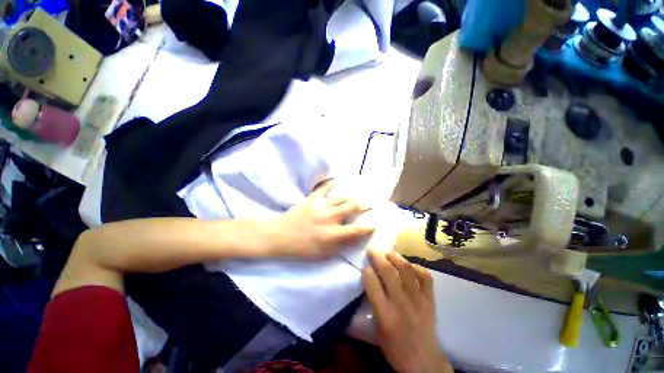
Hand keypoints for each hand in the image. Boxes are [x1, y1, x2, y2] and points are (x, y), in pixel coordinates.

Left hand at [264, 180, 374, 259]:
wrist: (279, 236)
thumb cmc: (301, 249)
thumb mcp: (322, 254)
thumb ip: (340, 246)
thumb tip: (355, 239)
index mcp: (332, 235)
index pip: (357, 230)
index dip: (369, 226)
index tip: (376, 222)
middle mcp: (330, 218)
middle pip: (353, 207)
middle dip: (365, 204)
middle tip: (373, 201)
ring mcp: (321, 206)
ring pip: (342, 196)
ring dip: (353, 194)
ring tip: (361, 190)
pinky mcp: (312, 198)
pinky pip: (325, 187)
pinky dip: (333, 182)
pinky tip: (340, 180)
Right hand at [363, 250, 452, 372]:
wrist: (424, 361)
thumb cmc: (395, 348)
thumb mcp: (375, 332)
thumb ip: (368, 308)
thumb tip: (361, 289)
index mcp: (384, 313)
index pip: (372, 282)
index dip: (366, 270)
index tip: (365, 266)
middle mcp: (401, 302)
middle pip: (388, 271)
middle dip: (378, 256)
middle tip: (373, 250)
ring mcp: (418, 299)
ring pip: (406, 269)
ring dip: (396, 257)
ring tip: (389, 252)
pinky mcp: (430, 299)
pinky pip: (425, 276)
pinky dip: (417, 267)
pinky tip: (410, 265)